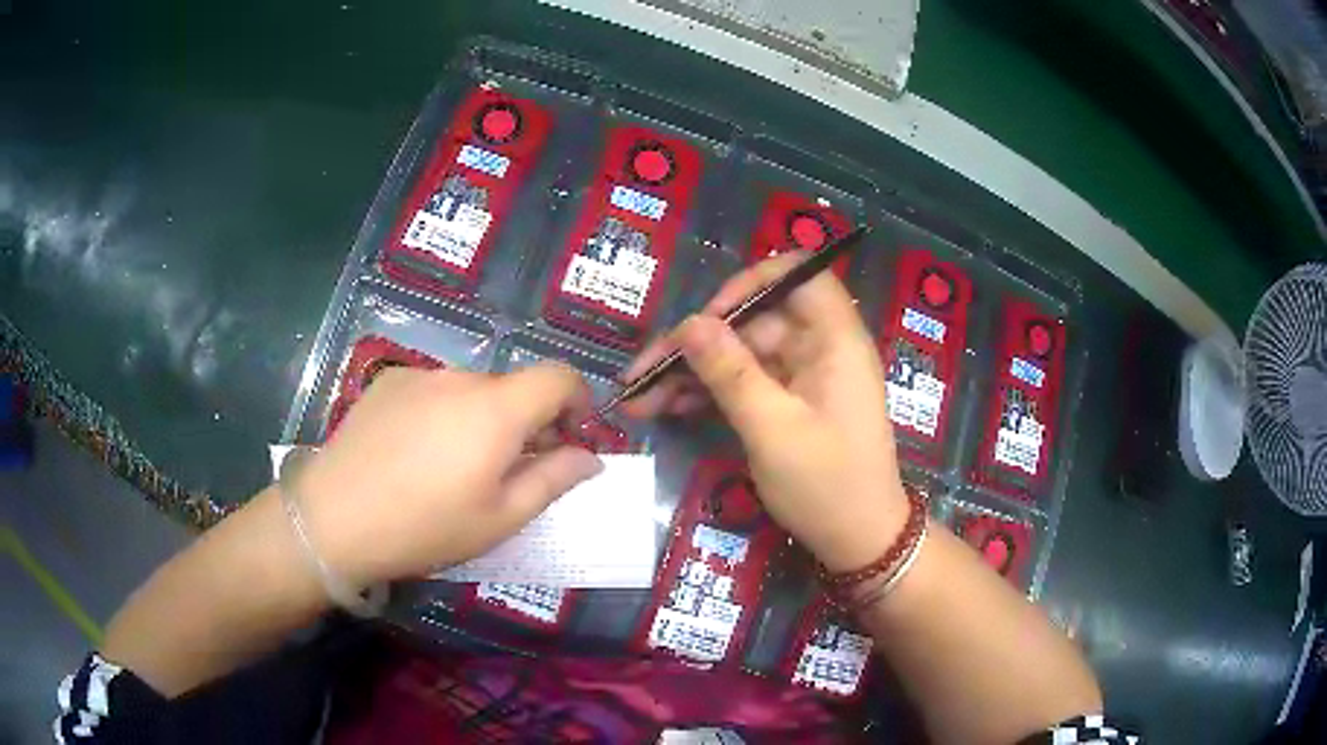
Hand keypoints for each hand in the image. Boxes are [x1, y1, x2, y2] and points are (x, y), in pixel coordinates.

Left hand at [294, 363, 603, 588]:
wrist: (334, 518)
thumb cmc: (425, 527)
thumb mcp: (500, 518)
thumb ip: (553, 481)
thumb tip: (589, 457)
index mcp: (496, 409)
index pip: (558, 376)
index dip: (578, 400)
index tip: (572, 436)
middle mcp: (460, 377)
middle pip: (513, 388)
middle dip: (527, 422)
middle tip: (511, 471)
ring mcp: (419, 375)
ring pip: (472, 390)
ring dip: (483, 419)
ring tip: (456, 468)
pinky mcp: (388, 381)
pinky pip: (434, 390)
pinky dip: (444, 413)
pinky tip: (417, 453)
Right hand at [624, 255, 907, 571]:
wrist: (859, 543)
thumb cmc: (827, 485)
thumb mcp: (773, 429)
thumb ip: (730, 372)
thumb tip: (689, 323)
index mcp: (835, 340)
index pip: (800, 275)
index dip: (752, 282)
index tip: (709, 315)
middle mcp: (820, 349)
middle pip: (754, 321)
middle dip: (698, 343)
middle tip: (642, 374)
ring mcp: (803, 378)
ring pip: (741, 354)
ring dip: (693, 373)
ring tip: (639, 399)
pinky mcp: (789, 404)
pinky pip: (745, 383)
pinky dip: (710, 393)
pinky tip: (667, 409)